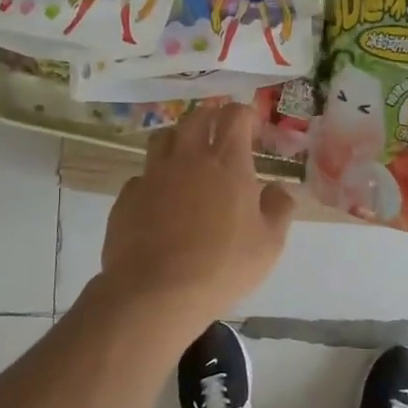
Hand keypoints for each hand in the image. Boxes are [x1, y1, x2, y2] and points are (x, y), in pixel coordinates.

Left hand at [99, 103, 295, 323]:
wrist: (156, 292)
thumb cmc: (223, 267)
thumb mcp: (269, 244)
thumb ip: (279, 210)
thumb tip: (280, 189)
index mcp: (227, 163)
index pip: (234, 117)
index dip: (244, 115)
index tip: (251, 130)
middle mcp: (188, 159)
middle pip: (196, 118)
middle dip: (211, 117)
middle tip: (219, 132)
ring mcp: (153, 175)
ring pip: (163, 138)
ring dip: (178, 138)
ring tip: (187, 155)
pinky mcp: (128, 197)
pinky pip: (142, 176)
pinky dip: (154, 178)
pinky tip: (160, 198)